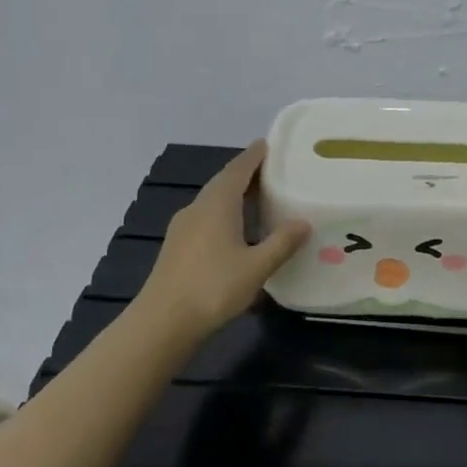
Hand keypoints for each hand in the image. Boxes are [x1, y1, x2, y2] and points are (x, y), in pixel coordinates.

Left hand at [135, 141, 307, 341]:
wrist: (163, 322)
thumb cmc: (213, 287)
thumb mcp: (257, 266)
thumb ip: (282, 242)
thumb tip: (304, 222)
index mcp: (217, 203)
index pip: (238, 168)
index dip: (255, 155)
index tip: (270, 144)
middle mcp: (198, 207)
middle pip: (224, 182)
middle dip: (247, 174)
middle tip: (274, 171)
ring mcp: (183, 227)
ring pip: (213, 201)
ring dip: (235, 195)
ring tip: (260, 198)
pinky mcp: (178, 246)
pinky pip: (206, 218)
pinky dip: (225, 213)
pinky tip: (238, 230)